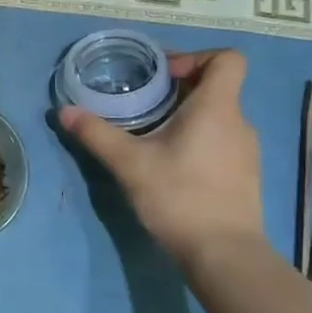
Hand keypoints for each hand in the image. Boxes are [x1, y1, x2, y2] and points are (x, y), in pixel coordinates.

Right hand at [58, 49, 266, 274]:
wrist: (224, 256)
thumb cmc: (180, 197)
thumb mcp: (130, 163)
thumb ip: (97, 134)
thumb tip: (64, 111)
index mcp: (217, 107)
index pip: (227, 58)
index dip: (196, 56)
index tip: (163, 76)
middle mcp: (239, 122)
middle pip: (216, 86)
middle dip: (179, 88)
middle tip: (143, 104)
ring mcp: (246, 151)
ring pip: (217, 116)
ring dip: (187, 117)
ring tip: (152, 135)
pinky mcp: (244, 176)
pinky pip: (222, 141)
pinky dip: (198, 141)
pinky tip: (171, 165)